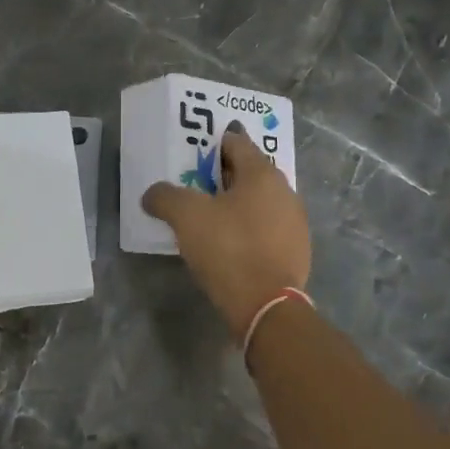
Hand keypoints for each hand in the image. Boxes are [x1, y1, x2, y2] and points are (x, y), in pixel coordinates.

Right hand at [142, 125, 310, 337]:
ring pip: (260, 201)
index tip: (193, 153)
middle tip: (196, 185)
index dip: (213, 144)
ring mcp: (295, 222)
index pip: (237, 143)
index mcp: (262, 174)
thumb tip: (153, 194)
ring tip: (210, 216)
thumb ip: (165, 197)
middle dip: (223, 174)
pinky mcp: (296, 250)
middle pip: (250, 172)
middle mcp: (285, 191)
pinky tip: (231, 243)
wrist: (267, 306)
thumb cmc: (228, 249)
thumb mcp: (186, 218)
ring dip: (237, 202)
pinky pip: (268, 227)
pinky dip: (250, 227)